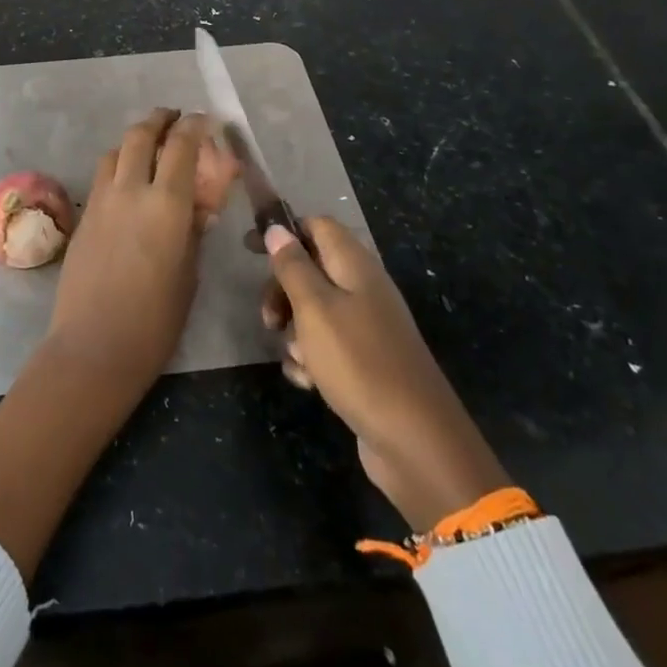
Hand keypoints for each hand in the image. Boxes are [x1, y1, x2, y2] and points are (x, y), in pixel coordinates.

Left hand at [44, 109, 207, 391]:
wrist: (94, 345)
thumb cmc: (155, 320)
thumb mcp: (189, 274)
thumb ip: (193, 232)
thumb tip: (197, 208)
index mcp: (167, 205)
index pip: (181, 147)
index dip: (194, 126)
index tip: (204, 119)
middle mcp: (131, 191)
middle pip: (141, 135)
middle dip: (159, 120)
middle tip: (173, 118)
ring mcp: (101, 201)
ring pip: (116, 151)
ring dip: (135, 140)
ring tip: (149, 147)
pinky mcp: (83, 216)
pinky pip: (102, 176)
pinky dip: (117, 165)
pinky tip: (127, 182)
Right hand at [263, 218, 510, 527]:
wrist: (415, 441)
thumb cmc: (358, 362)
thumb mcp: (315, 308)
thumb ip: (293, 266)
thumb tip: (277, 228)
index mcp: (355, 266)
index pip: (317, 226)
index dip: (284, 231)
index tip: (251, 249)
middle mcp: (363, 289)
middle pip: (311, 269)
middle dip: (282, 290)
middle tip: (268, 319)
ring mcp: (366, 327)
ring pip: (314, 311)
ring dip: (294, 331)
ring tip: (294, 357)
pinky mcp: (365, 362)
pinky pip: (326, 347)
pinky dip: (311, 360)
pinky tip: (307, 382)